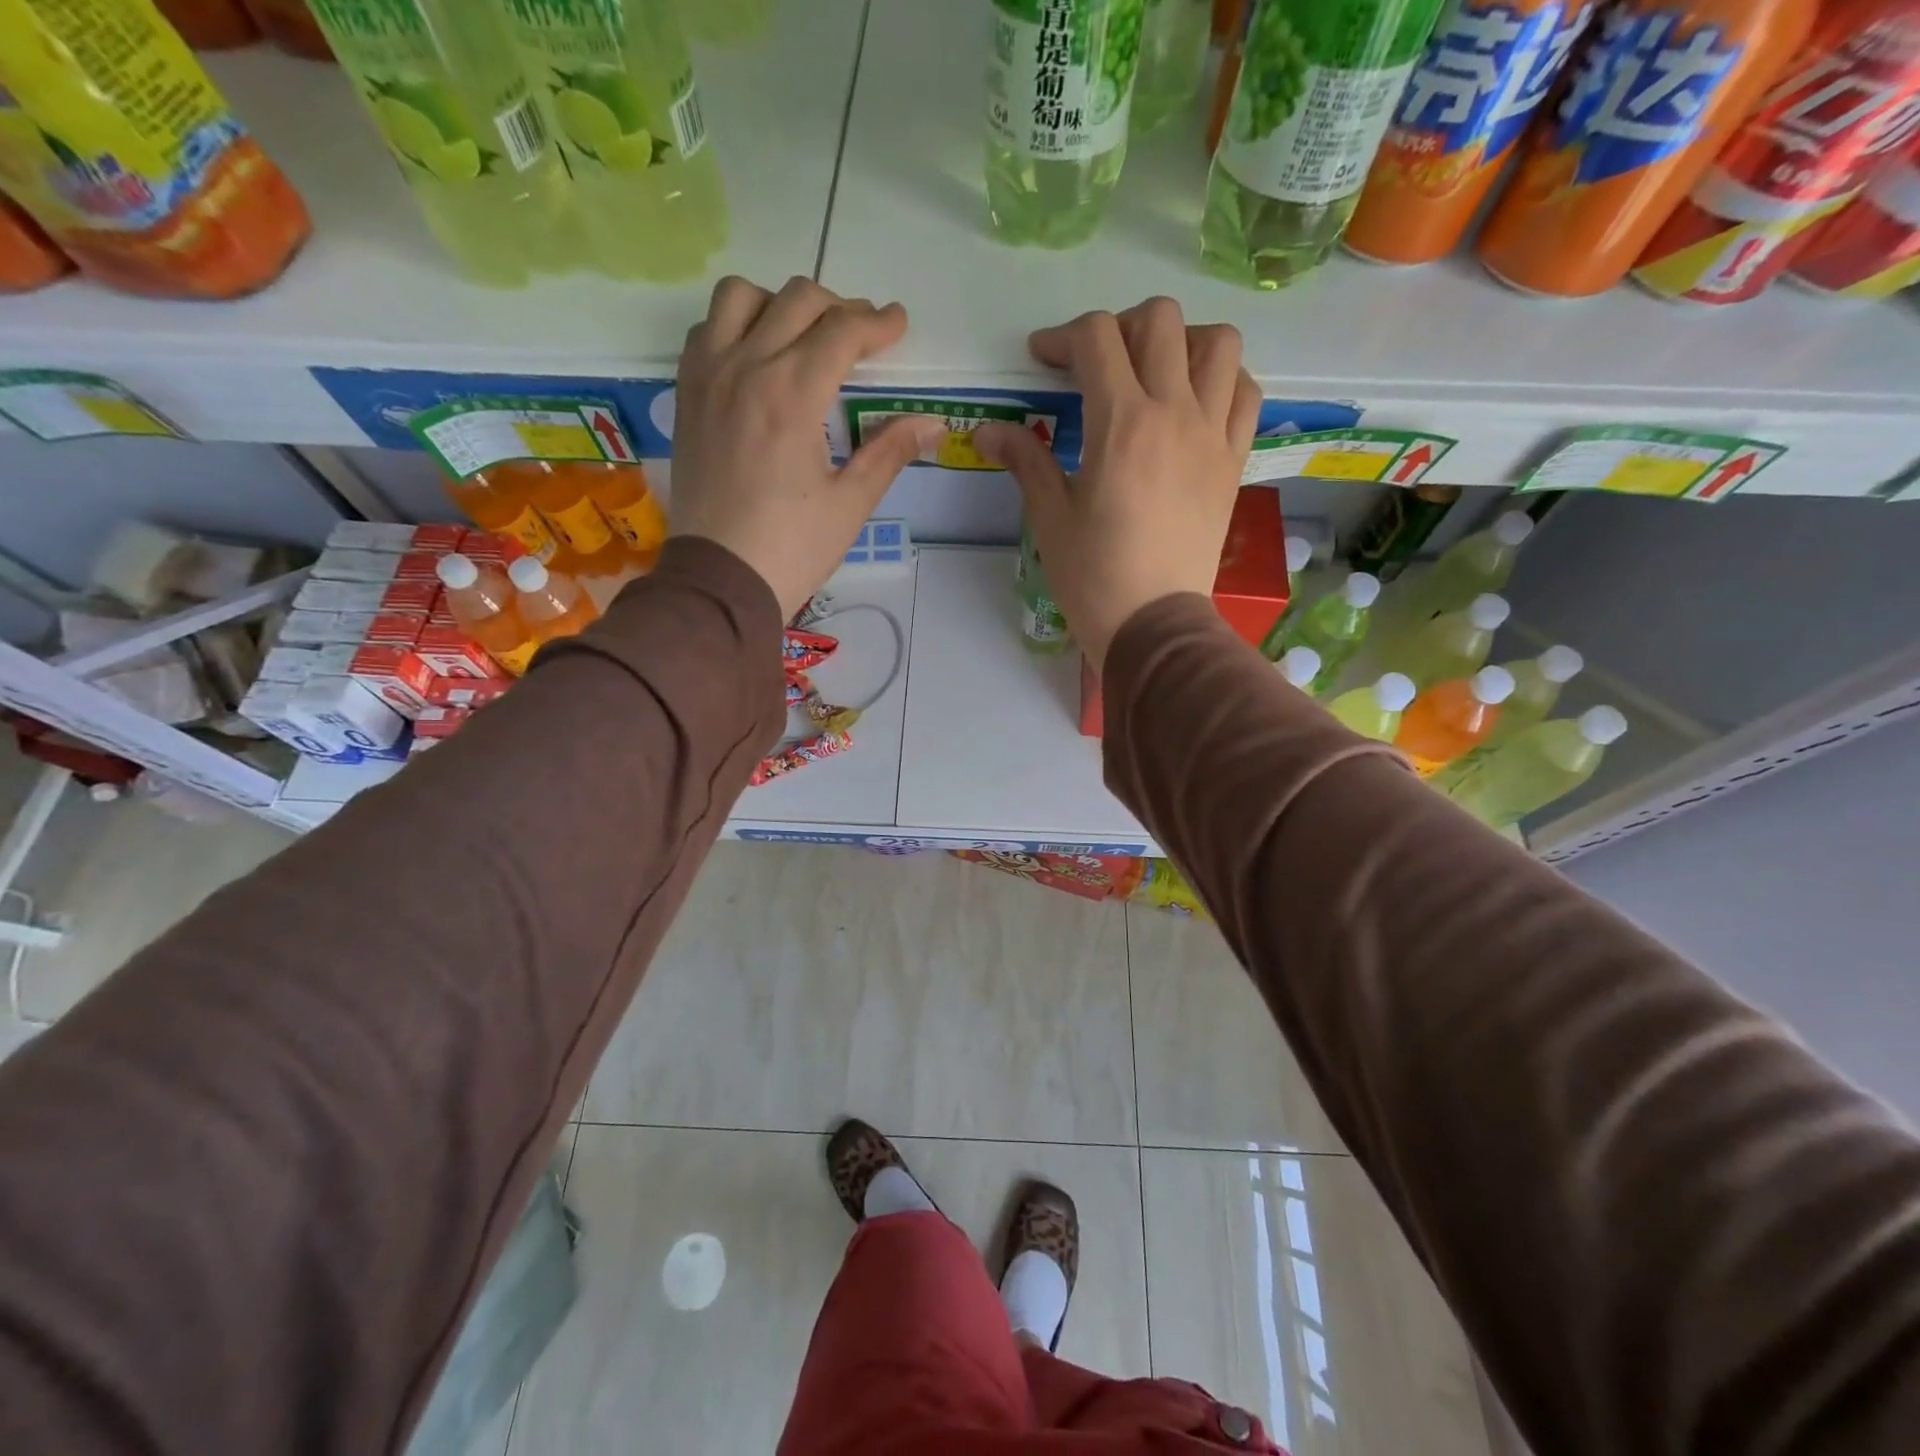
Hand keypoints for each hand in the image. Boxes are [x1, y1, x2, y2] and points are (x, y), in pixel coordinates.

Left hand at [671, 275, 944, 618]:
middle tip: (862, 337)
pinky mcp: (687, 394)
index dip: (878, 323)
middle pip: (797, 300)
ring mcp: (708, 377)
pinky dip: (736, 325)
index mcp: (792, 395)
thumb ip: (890, 452)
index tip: (900, 325)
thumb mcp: (850, 504)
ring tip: (804, 336)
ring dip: (780, 304)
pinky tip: (757, 357)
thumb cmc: (792, 548)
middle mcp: (746, 368)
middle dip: (839, 309)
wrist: (720, 580)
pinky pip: (707, 330)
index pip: (842, 332)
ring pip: (741, 297)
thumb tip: (933, 423)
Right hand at [973, 299, 1259, 672]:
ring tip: (1156, 373)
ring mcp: (1213, 435)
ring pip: (1217, 343)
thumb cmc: (1094, 576)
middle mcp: (1175, 413)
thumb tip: (986, 430)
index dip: (1061, 337)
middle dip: (1120, 327)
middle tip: (1098, 364)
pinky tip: (1196, 402)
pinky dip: (1222, 380)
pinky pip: (1245, 393)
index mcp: (1122, 424)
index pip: (1096, 338)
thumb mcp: (1051, 517)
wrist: (1154, 623)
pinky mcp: (1234, 461)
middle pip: (1159, 321)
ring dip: (1182, 342)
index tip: (1042, 360)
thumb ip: (1025, 460)